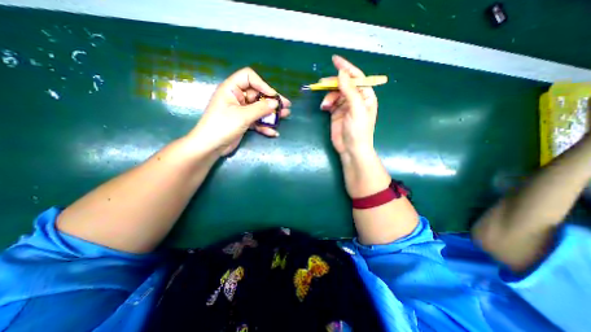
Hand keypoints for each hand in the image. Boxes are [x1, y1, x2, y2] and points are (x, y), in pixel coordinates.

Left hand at [189, 68, 289, 156]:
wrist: (210, 147)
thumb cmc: (223, 126)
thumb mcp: (243, 116)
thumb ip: (260, 108)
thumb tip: (276, 103)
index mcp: (231, 89)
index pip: (249, 77)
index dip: (263, 85)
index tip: (274, 96)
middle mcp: (237, 97)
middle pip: (257, 95)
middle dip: (272, 101)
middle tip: (286, 106)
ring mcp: (241, 111)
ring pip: (259, 109)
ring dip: (271, 113)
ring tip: (285, 116)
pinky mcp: (244, 122)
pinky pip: (257, 121)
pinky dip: (264, 126)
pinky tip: (273, 132)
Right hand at [322, 56, 375, 158]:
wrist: (351, 149)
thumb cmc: (358, 130)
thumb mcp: (356, 109)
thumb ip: (349, 91)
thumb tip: (342, 73)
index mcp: (365, 96)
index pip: (356, 77)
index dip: (346, 67)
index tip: (335, 59)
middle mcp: (356, 99)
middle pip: (343, 84)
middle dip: (333, 83)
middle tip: (322, 83)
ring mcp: (345, 106)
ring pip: (335, 93)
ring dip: (328, 96)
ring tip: (325, 105)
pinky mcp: (336, 113)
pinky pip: (330, 102)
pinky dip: (326, 103)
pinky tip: (324, 107)